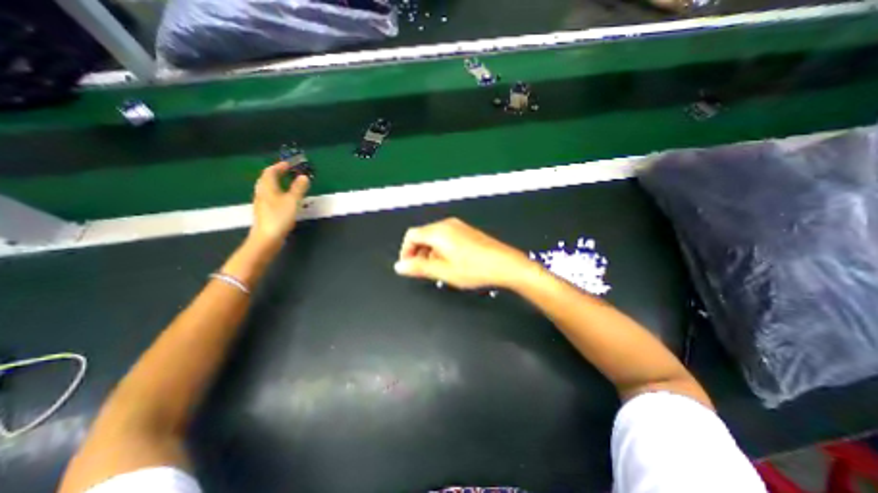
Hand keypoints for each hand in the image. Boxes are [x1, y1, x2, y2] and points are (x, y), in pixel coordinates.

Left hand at [249, 162, 309, 251]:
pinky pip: (270, 196)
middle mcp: (262, 193)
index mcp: (267, 187)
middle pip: (266, 179)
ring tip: (288, 184)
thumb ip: (298, 188)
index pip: (270, 172)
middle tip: (289, 172)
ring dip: (277, 183)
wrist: (267, 238)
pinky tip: (284, 199)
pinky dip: (277, 192)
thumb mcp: (292, 201)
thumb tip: (304, 177)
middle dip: (277, 173)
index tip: (289, 164)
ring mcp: (262, 203)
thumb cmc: (279, 217)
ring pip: (268, 188)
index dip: (279, 166)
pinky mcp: (265, 211)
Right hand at [395, 218, 530, 288]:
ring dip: (430, 252)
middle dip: (418, 253)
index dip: (406, 251)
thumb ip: (418, 267)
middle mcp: (447, 225)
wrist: (505, 264)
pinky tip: (451, 263)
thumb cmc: (475, 268)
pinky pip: (446, 237)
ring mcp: (458, 227)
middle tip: (424, 270)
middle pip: (422, 235)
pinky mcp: (466, 231)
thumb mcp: (443, 271)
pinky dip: (442, 249)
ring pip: (434, 237)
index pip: (411, 235)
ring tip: (438, 269)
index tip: (409, 266)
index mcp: (438, 232)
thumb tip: (400, 266)